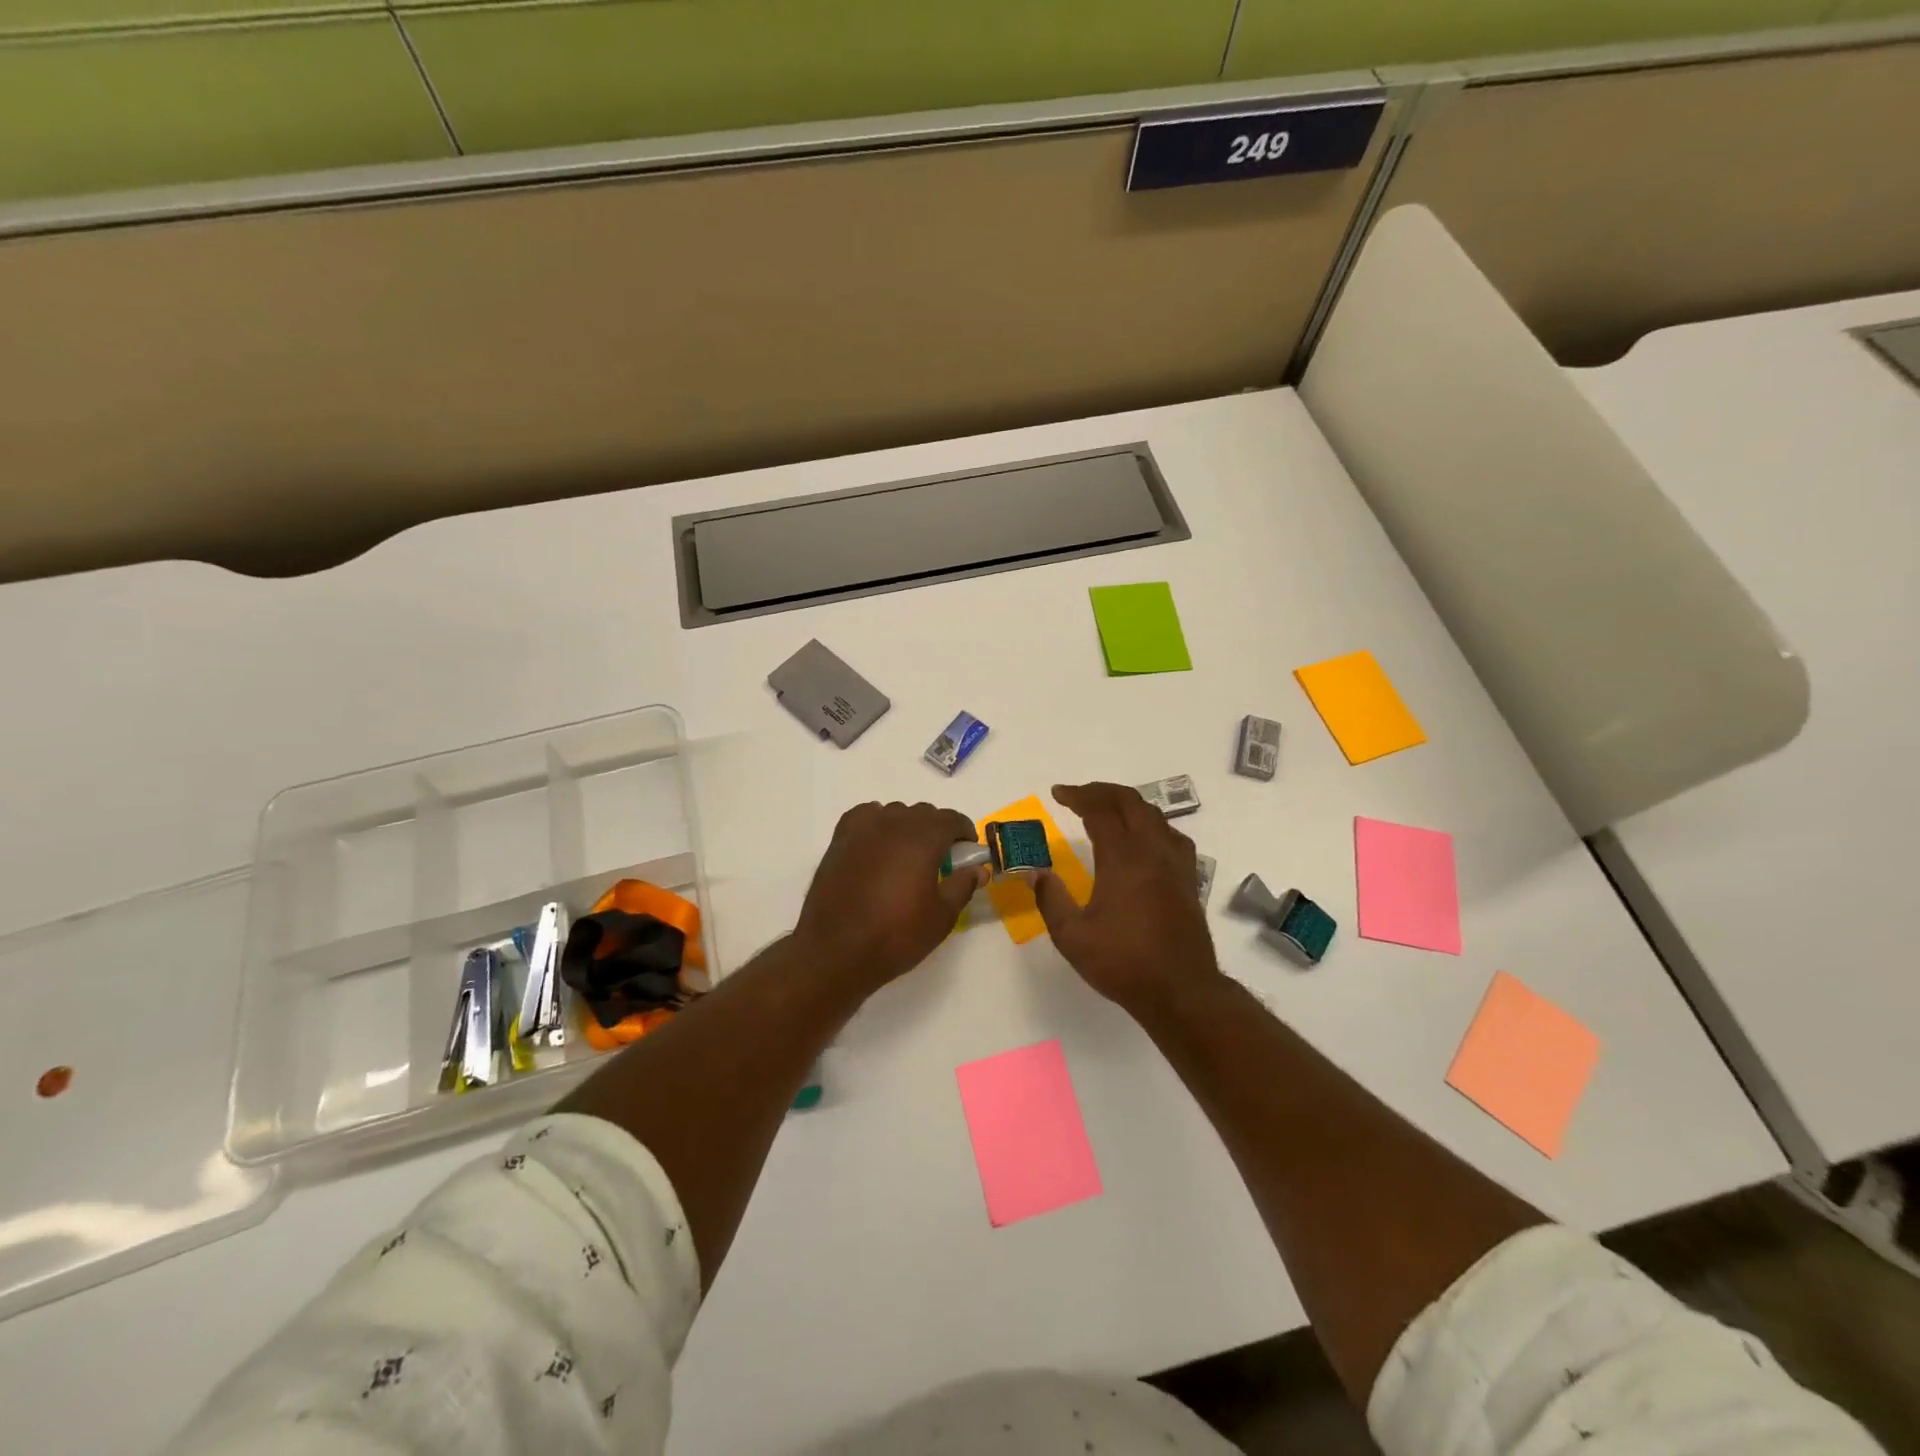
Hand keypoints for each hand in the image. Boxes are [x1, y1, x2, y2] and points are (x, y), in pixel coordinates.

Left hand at [793, 800, 985, 990]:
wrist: (836, 951)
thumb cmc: (895, 936)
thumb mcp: (941, 917)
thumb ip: (962, 885)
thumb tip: (979, 869)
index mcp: (923, 839)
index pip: (951, 819)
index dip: (964, 831)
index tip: (967, 851)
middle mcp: (894, 824)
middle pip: (923, 813)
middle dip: (937, 830)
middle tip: (940, 859)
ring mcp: (863, 829)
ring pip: (894, 813)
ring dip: (908, 827)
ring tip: (907, 856)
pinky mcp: (840, 839)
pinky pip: (865, 816)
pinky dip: (877, 823)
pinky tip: (878, 845)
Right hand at [1033, 782, 1223, 1014]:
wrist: (1180, 990)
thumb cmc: (1123, 963)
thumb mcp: (1072, 937)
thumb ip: (1051, 900)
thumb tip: (1036, 873)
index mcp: (1123, 858)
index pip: (1099, 811)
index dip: (1077, 796)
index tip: (1058, 794)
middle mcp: (1152, 851)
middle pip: (1131, 803)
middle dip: (1102, 792)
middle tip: (1079, 795)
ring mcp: (1175, 864)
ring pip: (1155, 816)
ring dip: (1129, 805)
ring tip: (1108, 810)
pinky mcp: (1188, 880)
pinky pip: (1172, 836)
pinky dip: (1153, 825)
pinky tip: (1145, 840)